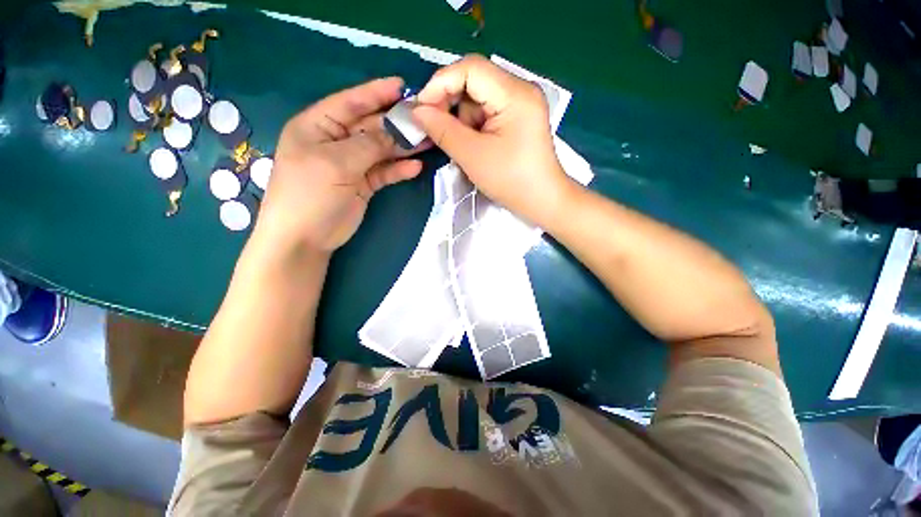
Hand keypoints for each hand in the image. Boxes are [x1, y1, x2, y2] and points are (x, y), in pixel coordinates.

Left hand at [253, 77, 423, 255]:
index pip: (350, 103)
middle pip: (371, 127)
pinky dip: (399, 170)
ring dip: (403, 147)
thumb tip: (397, 131)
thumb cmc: (310, 194)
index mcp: (317, 126)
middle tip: (424, 118)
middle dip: (396, 122)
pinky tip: (416, 167)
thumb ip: (369, 145)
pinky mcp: (363, 185)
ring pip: (381, 150)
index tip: (402, 85)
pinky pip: (384, 173)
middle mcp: (335, 142)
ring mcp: (351, 165)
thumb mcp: (337, 163)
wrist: (305, 238)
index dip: (375, 93)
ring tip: (428, 141)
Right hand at [411, 55, 572, 224]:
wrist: (541, 201)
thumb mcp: (472, 156)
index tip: (421, 109)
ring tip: (461, 146)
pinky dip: (472, 126)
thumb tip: (417, 111)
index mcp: (514, 94)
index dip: (440, 84)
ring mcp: (520, 103)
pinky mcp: (517, 118)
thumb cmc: (511, 180)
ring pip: (477, 98)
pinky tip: (472, 145)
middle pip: (474, 81)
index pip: (470, 69)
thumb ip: (442, 130)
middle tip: (434, 128)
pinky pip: (486, 111)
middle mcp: (520, 90)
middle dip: (450, 103)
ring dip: (461, 119)